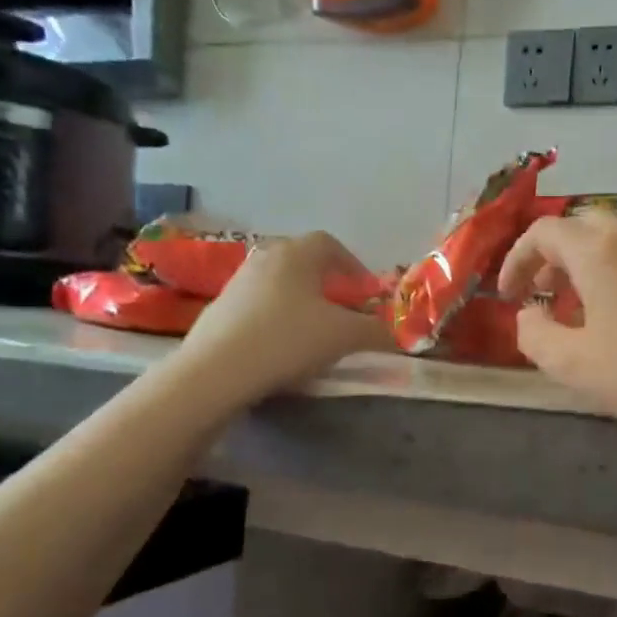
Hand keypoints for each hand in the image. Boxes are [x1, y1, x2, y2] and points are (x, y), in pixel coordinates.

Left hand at [177, 232, 393, 402]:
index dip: (353, 266)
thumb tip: (400, 334)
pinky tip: (280, 348)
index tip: (364, 293)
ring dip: (300, 302)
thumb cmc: (288, 340)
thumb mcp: (344, 337)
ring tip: (313, 332)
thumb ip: (377, 332)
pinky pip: (258, 306)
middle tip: (342, 311)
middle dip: (327, 284)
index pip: (330, 244)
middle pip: (303, 262)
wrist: (216, 372)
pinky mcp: (219, 310)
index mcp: (297, 254)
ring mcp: (237, 283)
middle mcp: (265, 258)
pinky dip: (275, 319)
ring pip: (279, 285)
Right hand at [497, 214, 616, 441]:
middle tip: (543, 295)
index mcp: (597, 250)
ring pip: (613, 241)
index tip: (508, 296)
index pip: (543, 232)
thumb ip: (534, 335)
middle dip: (551, 257)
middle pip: (580, 228)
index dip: (516, 260)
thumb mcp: (573, 365)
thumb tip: (528, 314)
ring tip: (579, 311)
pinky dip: (616, 275)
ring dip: (585, 267)